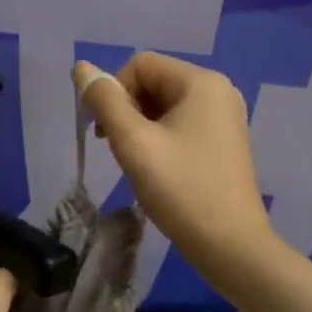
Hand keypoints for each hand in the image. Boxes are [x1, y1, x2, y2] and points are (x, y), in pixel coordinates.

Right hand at [74, 54, 274, 278]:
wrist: (231, 246)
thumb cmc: (181, 190)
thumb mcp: (134, 143)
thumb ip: (105, 101)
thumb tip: (81, 67)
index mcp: (202, 82)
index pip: (140, 65)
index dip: (113, 91)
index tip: (103, 132)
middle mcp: (218, 91)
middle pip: (154, 82)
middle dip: (126, 109)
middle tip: (117, 149)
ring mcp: (224, 117)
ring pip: (165, 105)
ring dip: (140, 126)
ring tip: (136, 162)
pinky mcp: (223, 141)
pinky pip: (181, 124)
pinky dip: (159, 138)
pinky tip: (155, 168)